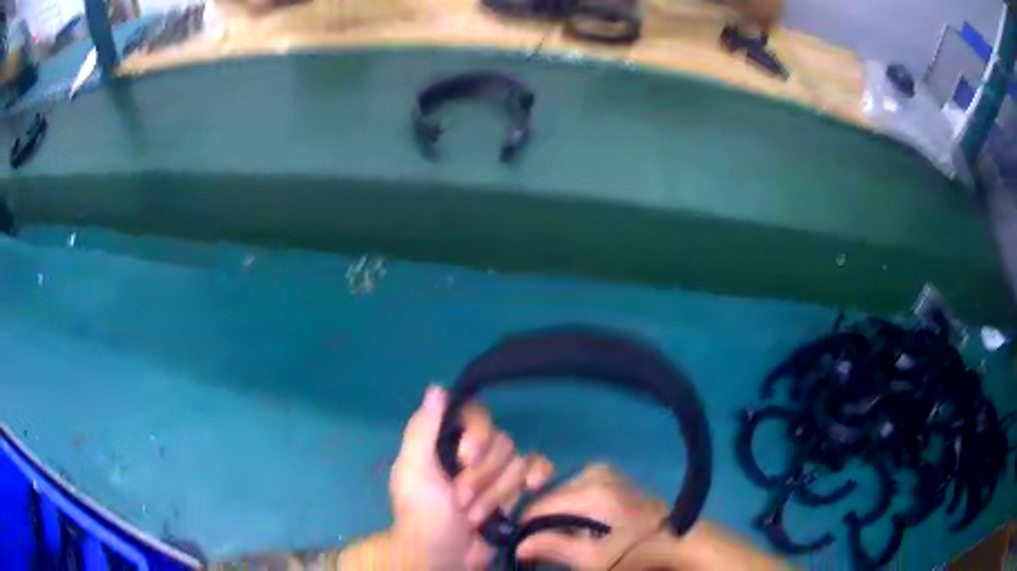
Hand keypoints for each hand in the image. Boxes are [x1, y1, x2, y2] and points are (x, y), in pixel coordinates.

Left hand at [389, 386, 553, 570]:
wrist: (443, 557)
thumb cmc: (423, 514)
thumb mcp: (413, 471)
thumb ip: (423, 429)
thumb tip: (437, 387)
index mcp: (447, 442)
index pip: (476, 415)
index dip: (478, 434)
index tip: (465, 458)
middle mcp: (474, 452)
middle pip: (501, 441)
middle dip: (481, 477)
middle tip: (459, 500)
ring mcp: (497, 473)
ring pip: (518, 460)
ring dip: (496, 493)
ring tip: (474, 515)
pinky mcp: (515, 492)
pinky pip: (537, 470)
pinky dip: (538, 476)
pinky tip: (533, 488)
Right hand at [517, 464, 788, 570]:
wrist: (675, 538)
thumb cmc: (634, 552)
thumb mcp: (591, 559)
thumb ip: (553, 548)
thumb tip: (518, 546)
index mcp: (590, 493)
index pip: (539, 506)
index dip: (526, 527)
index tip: (524, 545)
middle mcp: (594, 473)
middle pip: (550, 496)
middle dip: (543, 520)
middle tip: (547, 543)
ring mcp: (605, 472)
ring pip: (563, 491)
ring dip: (558, 513)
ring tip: (566, 535)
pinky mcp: (613, 476)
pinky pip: (578, 487)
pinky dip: (572, 504)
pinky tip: (581, 522)